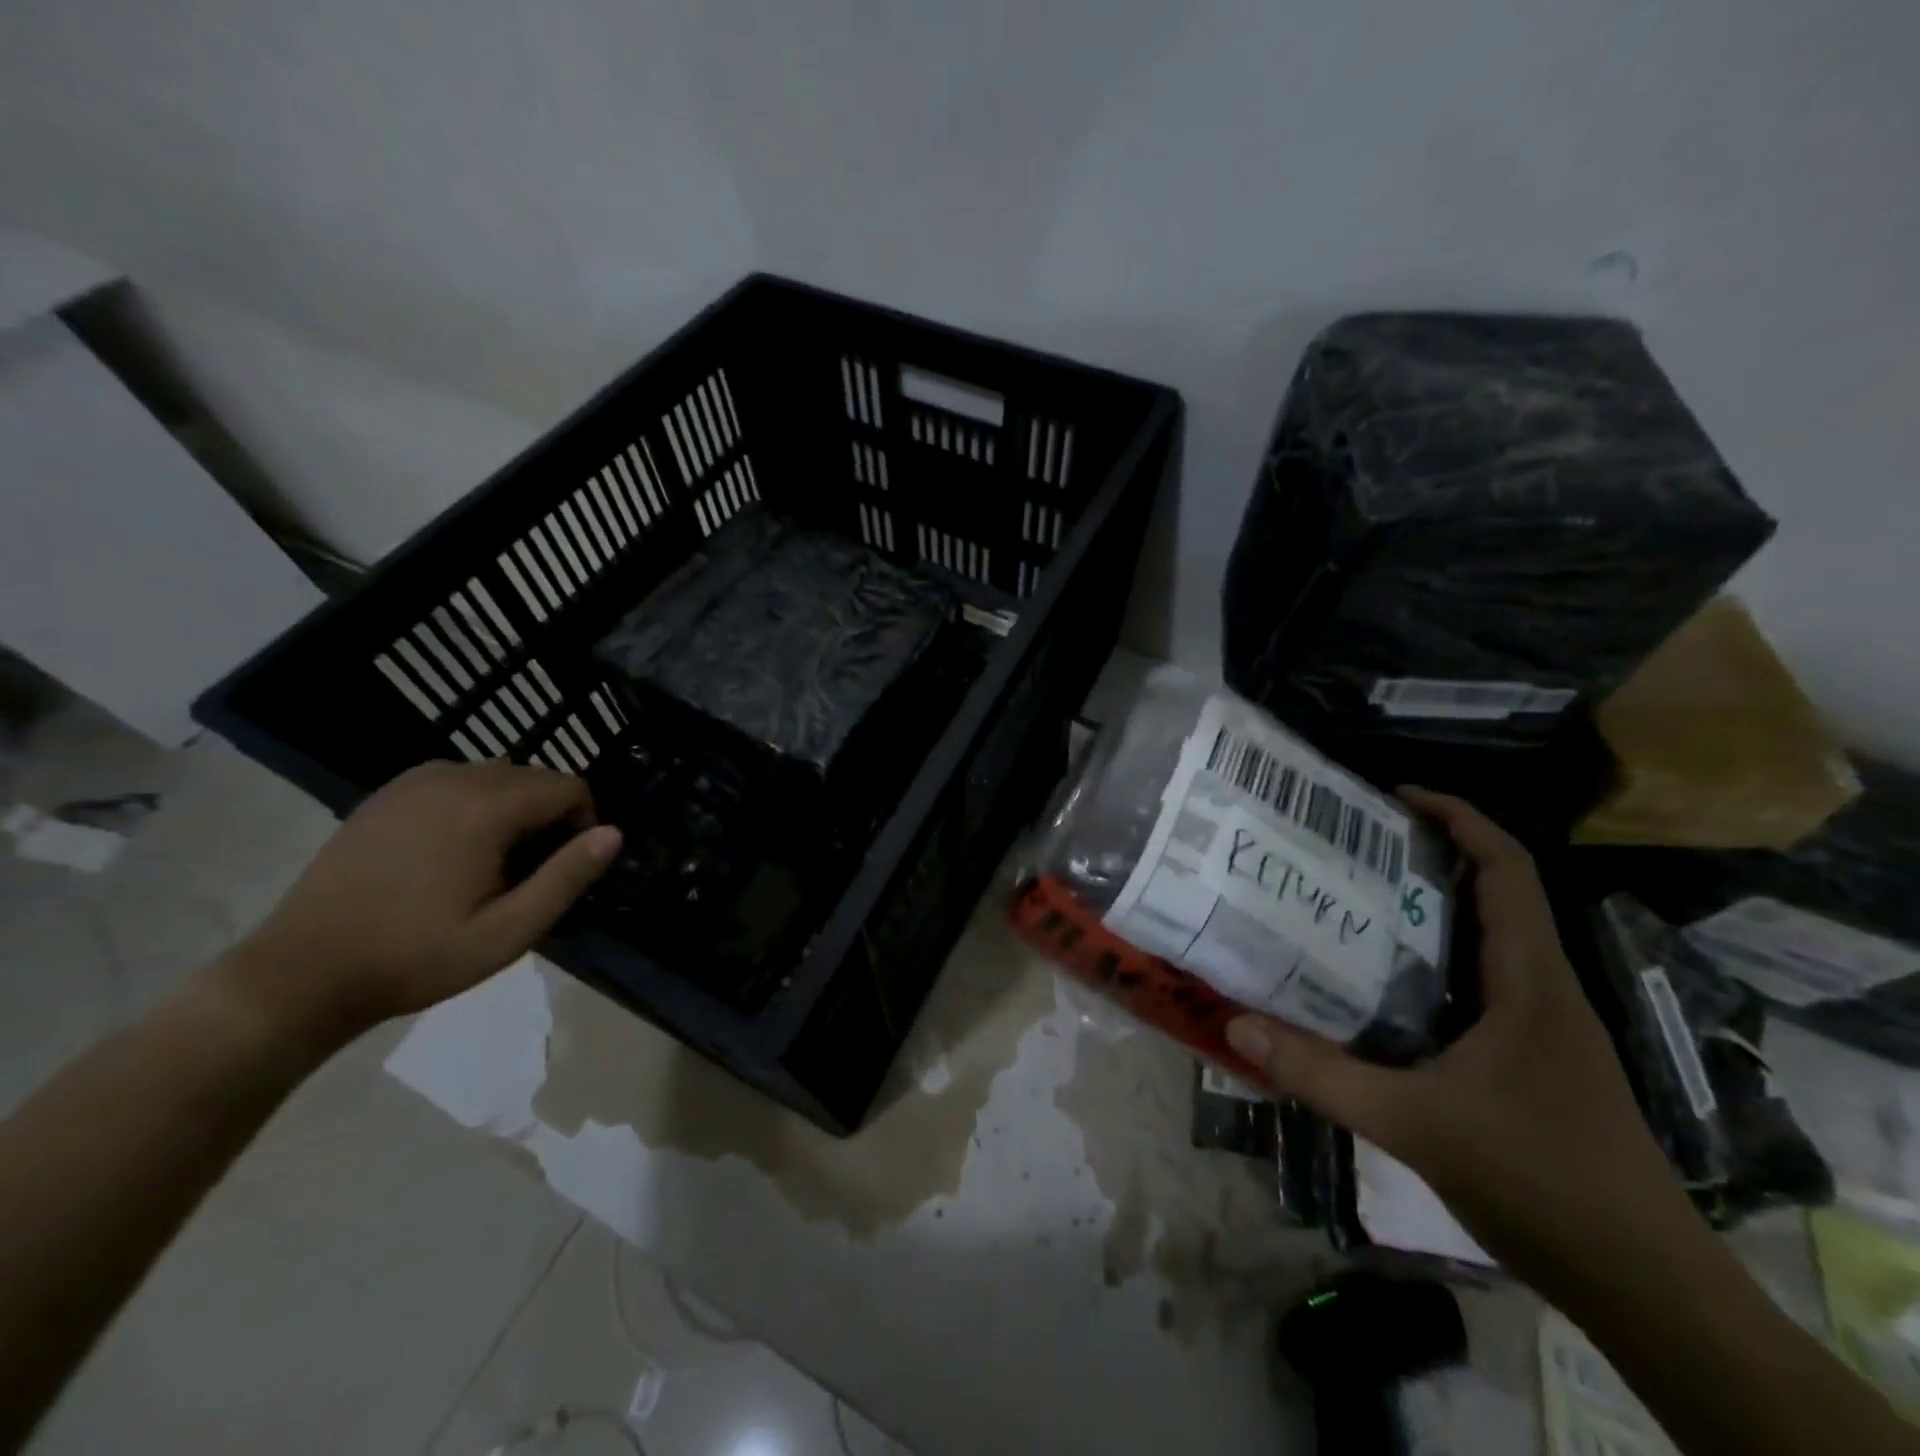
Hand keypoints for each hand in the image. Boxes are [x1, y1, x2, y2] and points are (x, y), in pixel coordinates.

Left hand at [222, 761, 620, 1040]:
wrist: (301, 973)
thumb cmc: (416, 956)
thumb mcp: (509, 931)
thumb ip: (566, 877)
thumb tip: (614, 833)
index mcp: (486, 807)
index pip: (568, 786)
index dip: (584, 822)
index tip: (566, 867)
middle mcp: (453, 778)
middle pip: (534, 776)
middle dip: (550, 814)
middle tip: (533, 871)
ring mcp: (412, 782)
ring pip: (496, 774)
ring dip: (514, 806)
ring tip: (496, 861)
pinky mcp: (386, 795)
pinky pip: (455, 780)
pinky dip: (475, 802)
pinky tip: (454, 850)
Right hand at [1225, 788, 1690, 1280]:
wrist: (1646, 1288)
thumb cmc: (1540, 1182)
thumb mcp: (1414, 1125)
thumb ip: (1321, 1075)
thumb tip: (1238, 1025)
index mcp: (1530, 982)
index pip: (1507, 871)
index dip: (1460, 819)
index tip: (1397, 796)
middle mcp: (1542, 991)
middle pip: (1494, 896)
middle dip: (1428, 859)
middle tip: (1350, 848)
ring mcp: (1542, 1029)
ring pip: (1484, 944)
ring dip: (1427, 913)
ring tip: (1350, 903)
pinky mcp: (1532, 1062)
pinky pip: (1477, 988)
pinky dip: (1430, 968)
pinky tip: (1378, 990)